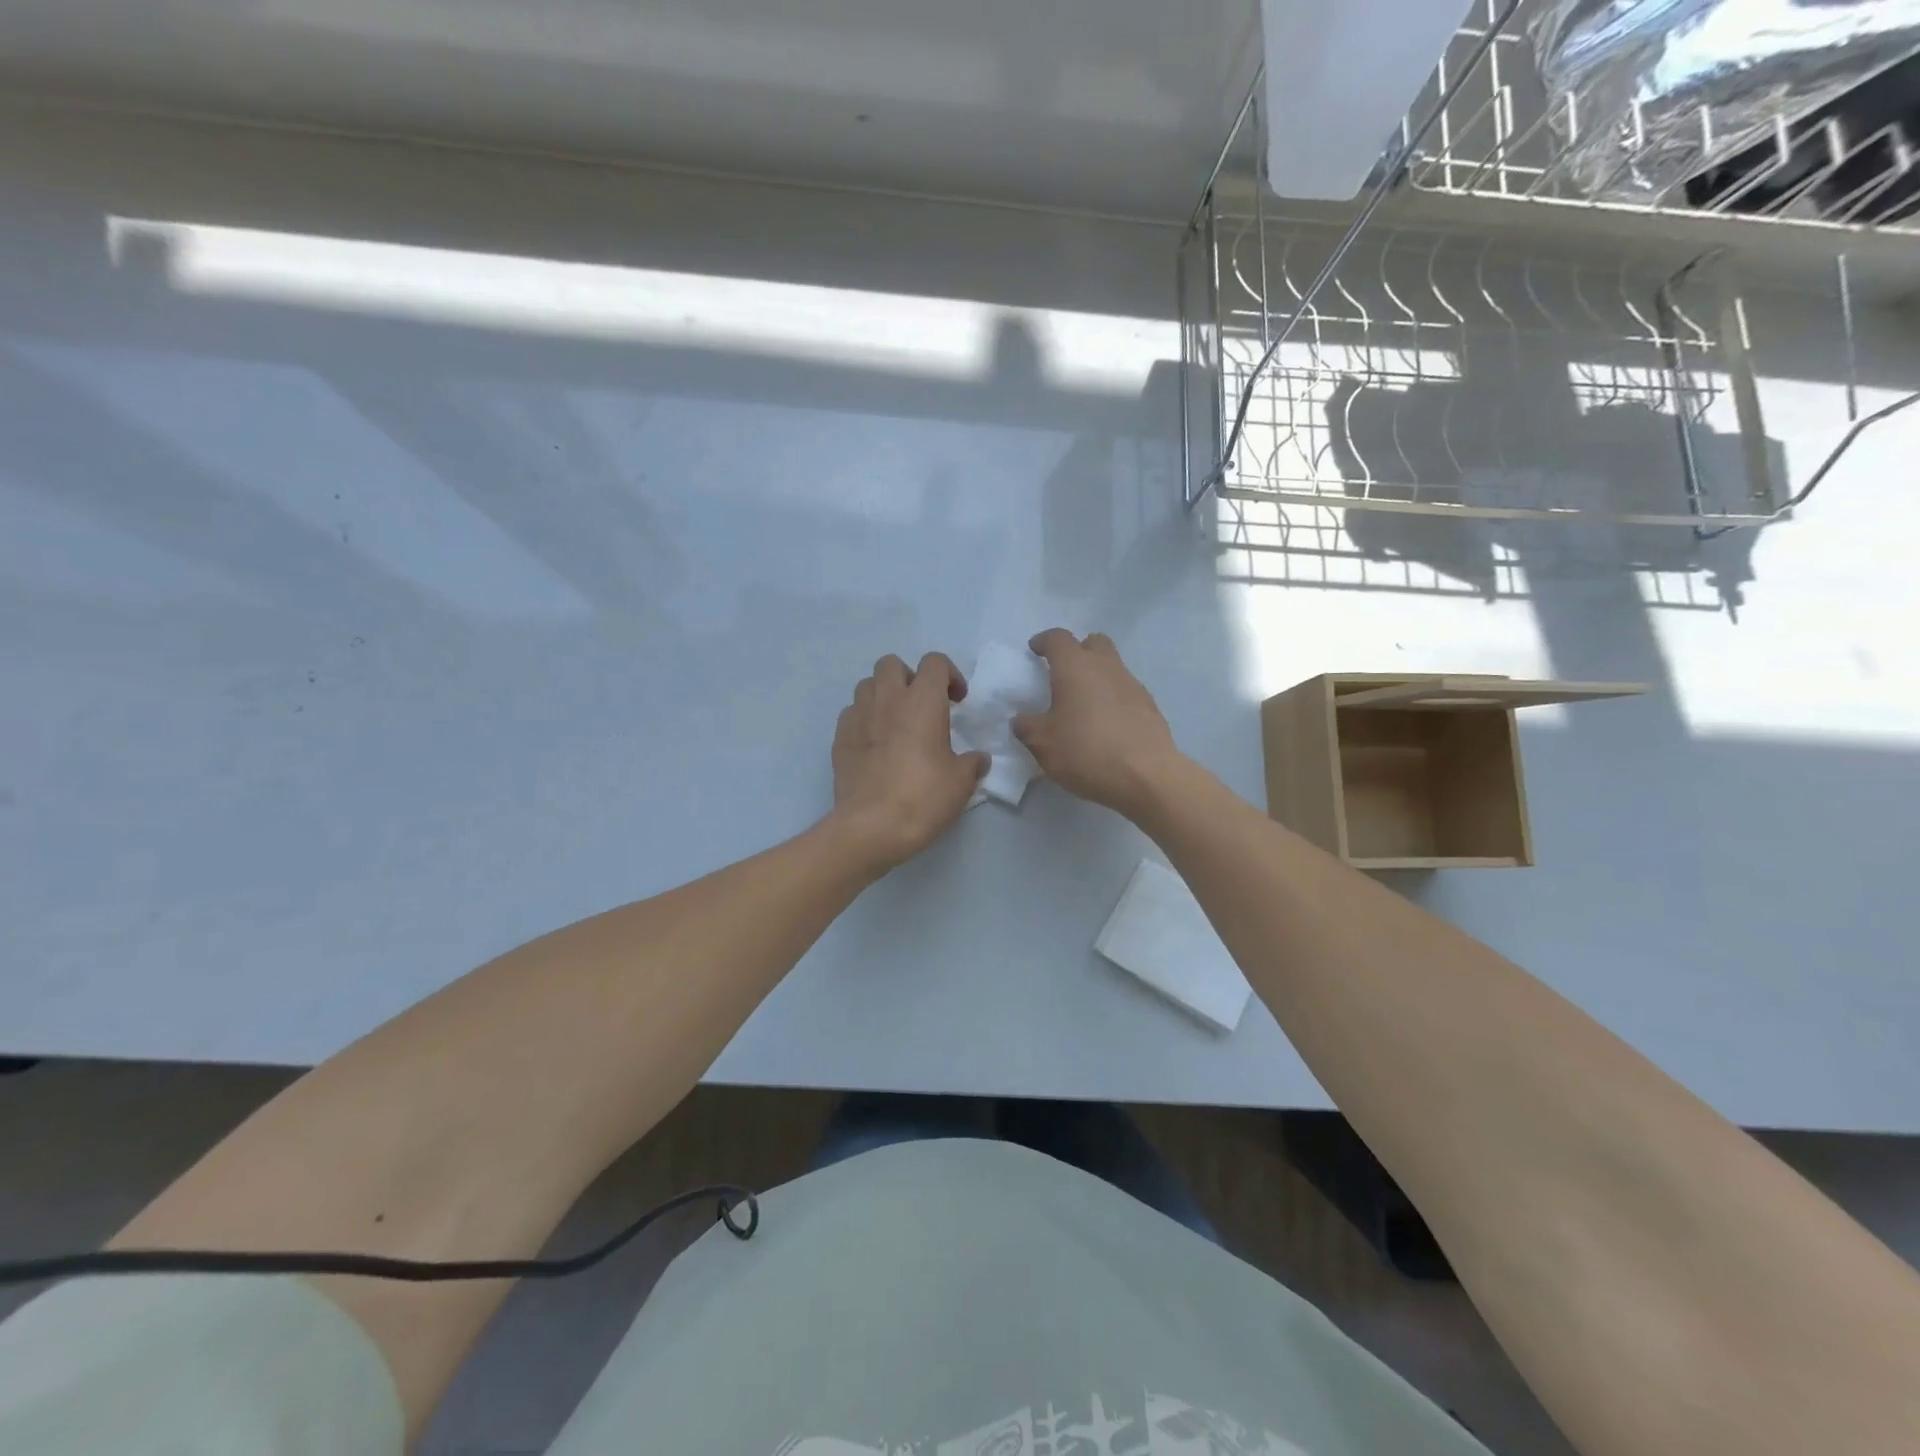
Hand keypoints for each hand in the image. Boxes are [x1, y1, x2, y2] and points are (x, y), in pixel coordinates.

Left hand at [830, 653, 988, 873]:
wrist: (870, 827)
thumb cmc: (922, 798)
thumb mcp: (961, 783)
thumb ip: (972, 763)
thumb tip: (978, 759)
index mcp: (922, 701)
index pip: (934, 662)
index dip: (949, 675)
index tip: (957, 702)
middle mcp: (887, 699)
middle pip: (892, 664)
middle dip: (909, 677)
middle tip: (922, 706)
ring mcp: (858, 717)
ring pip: (867, 685)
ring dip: (883, 695)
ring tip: (896, 722)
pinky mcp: (839, 738)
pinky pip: (852, 713)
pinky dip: (865, 719)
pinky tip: (875, 744)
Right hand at [1013, 629, 1181, 818]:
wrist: (1146, 776)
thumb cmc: (1086, 752)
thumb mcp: (1043, 744)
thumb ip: (1027, 727)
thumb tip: (1022, 720)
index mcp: (1075, 667)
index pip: (1058, 638)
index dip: (1044, 641)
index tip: (1035, 650)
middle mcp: (1106, 667)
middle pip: (1093, 643)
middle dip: (1078, 651)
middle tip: (1064, 673)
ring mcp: (1132, 684)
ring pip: (1112, 666)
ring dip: (1097, 676)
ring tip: (1084, 704)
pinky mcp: (1150, 706)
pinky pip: (1126, 691)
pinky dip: (1113, 698)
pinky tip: (1106, 724)